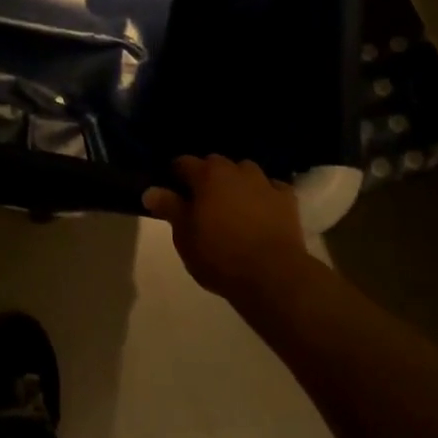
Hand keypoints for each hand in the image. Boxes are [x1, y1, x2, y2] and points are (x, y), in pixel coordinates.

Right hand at [143, 155, 318, 308]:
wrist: (272, 275)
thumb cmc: (219, 255)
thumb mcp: (185, 236)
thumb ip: (169, 208)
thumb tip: (150, 190)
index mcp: (207, 175)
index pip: (183, 163)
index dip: (175, 175)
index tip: (171, 191)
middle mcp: (236, 170)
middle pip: (215, 163)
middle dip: (207, 176)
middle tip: (201, 201)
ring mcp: (264, 182)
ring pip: (245, 172)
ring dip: (236, 182)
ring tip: (232, 204)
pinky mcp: (287, 199)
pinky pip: (271, 188)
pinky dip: (264, 194)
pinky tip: (261, 209)